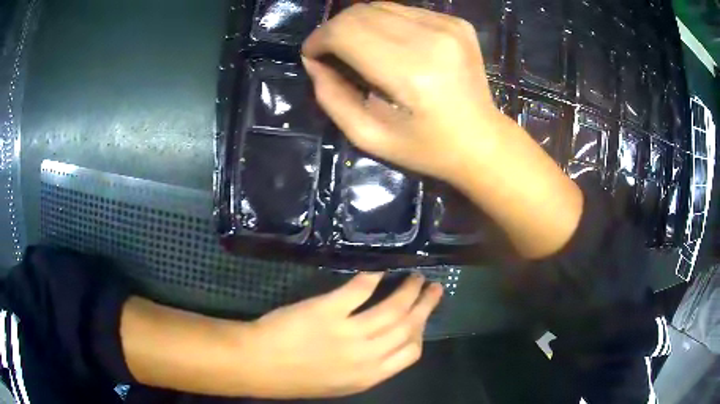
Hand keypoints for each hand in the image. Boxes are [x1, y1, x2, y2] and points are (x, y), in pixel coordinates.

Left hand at [239, 272, 442, 397]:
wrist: (258, 364)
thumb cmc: (296, 378)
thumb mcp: (339, 383)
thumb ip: (366, 367)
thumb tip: (386, 344)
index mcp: (370, 376)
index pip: (411, 353)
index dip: (421, 332)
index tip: (423, 318)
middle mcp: (366, 355)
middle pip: (408, 327)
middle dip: (425, 305)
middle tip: (434, 288)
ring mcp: (348, 332)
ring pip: (391, 309)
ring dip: (407, 290)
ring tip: (415, 276)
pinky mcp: (327, 310)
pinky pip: (358, 290)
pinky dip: (372, 277)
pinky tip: (379, 268)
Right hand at [302, 2, 582, 258]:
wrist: (483, 141)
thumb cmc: (427, 148)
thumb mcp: (370, 137)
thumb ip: (333, 98)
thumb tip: (314, 62)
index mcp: (410, 71)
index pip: (346, 31)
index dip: (319, 39)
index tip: (312, 55)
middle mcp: (431, 38)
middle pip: (360, 12)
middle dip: (334, 29)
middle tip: (330, 53)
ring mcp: (448, 26)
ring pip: (380, 5)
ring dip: (358, 24)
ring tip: (356, 48)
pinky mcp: (457, 23)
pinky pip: (404, 10)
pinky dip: (385, 22)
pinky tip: (390, 44)